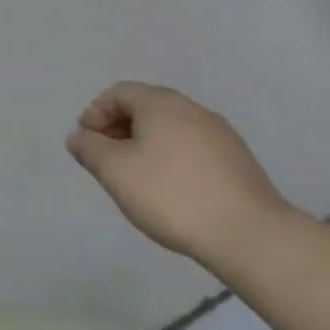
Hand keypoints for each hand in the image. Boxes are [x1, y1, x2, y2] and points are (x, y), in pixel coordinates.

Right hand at [66, 81, 292, 266]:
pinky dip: (173, 159)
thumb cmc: (171, 195)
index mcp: (160, 103)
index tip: (87, 143)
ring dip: (146, 144)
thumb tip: (79, 137)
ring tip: (137, 178)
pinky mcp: (239, 162)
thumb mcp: (114, 171)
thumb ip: (89, 148)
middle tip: (107, 160)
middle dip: (119, 128)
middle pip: (145, 107)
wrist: (251, 237)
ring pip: (170, 129)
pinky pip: (193, 149)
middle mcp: (191, 109)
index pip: (118, 92)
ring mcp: (220, 135)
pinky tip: (171, 190)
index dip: (95, 113)